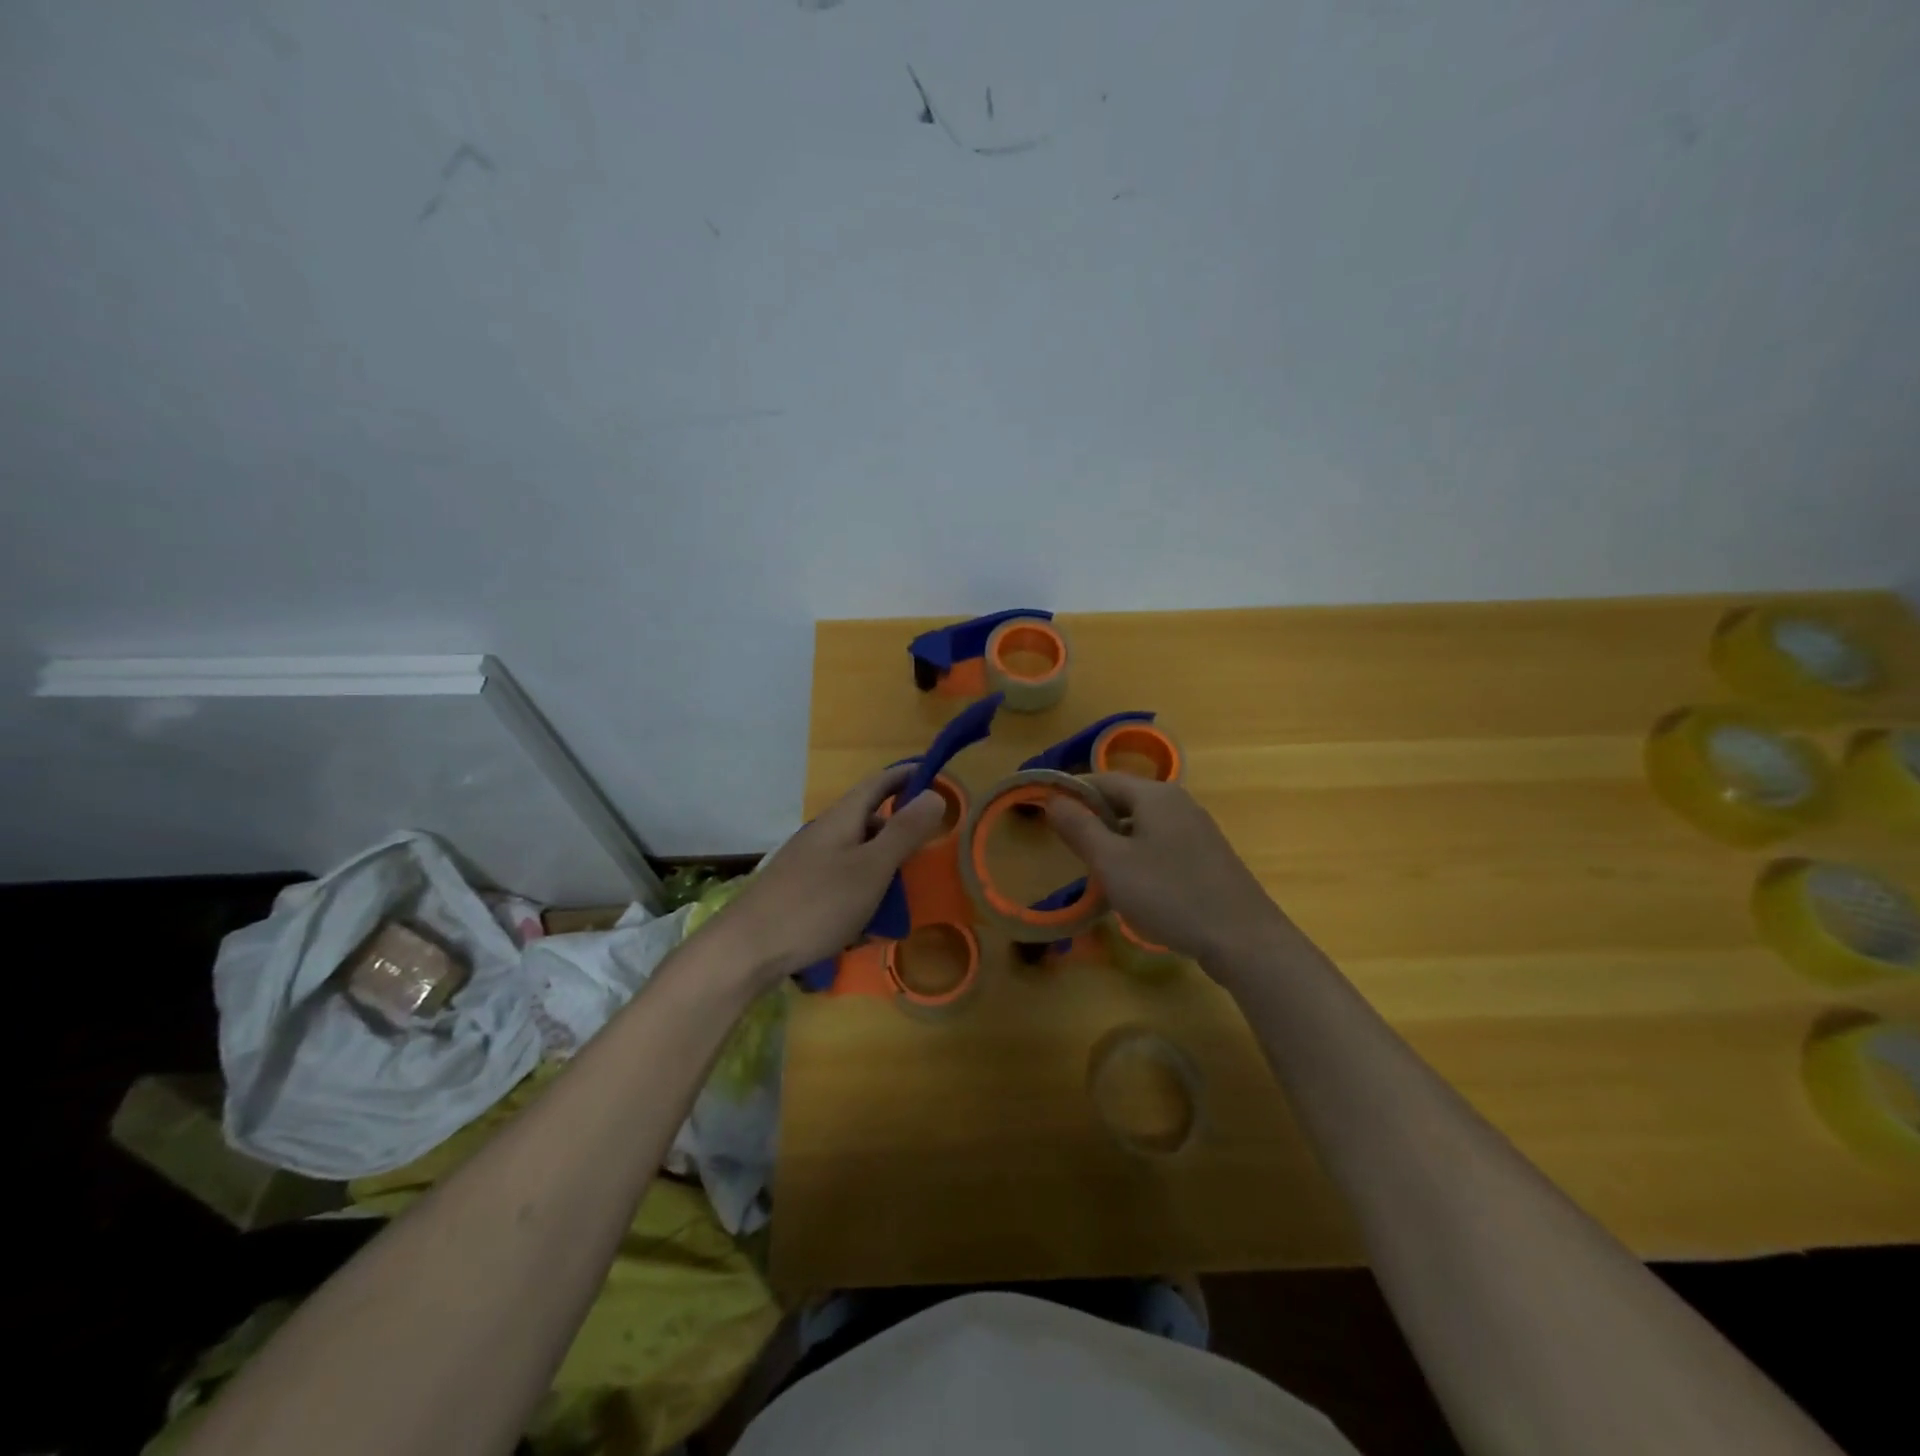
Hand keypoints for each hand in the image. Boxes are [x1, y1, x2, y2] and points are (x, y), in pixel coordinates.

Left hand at [719, 766, 948, 985]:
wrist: (747, 949)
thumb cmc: (817, 904)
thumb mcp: (871, 868)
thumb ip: (904, 832)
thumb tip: (935, 794)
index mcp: (842, 818)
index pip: (879, 783)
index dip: (907, 776)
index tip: (938, 777)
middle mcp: (823, 832)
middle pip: (869, 820)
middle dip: (900, 830)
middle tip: (928, 850)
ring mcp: (808, 862)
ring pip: (856, 853)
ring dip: (882, 866)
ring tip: (902, 895)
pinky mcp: (799, 890)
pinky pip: (841, 880)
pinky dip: (862, 891)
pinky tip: (867, 922)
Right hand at [1046, 774, 1293, 976]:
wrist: (1242, 938)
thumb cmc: (1169, 894)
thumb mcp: (1112, 862)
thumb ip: (1079, 827)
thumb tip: (1053, 799)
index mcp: (1155, 794)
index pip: (1101, 779)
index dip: (1071, 793)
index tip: (1045, 815)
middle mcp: (1178, 802)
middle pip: (1123, 800)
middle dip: (1093, 820)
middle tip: (1069, 849)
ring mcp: (1196, 828)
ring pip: (1142, 824)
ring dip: (1115, 841)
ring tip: (1097, 871)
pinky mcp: (1207, 855)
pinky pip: (1161, 843)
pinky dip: (1139, 855)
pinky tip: (1134, 886)